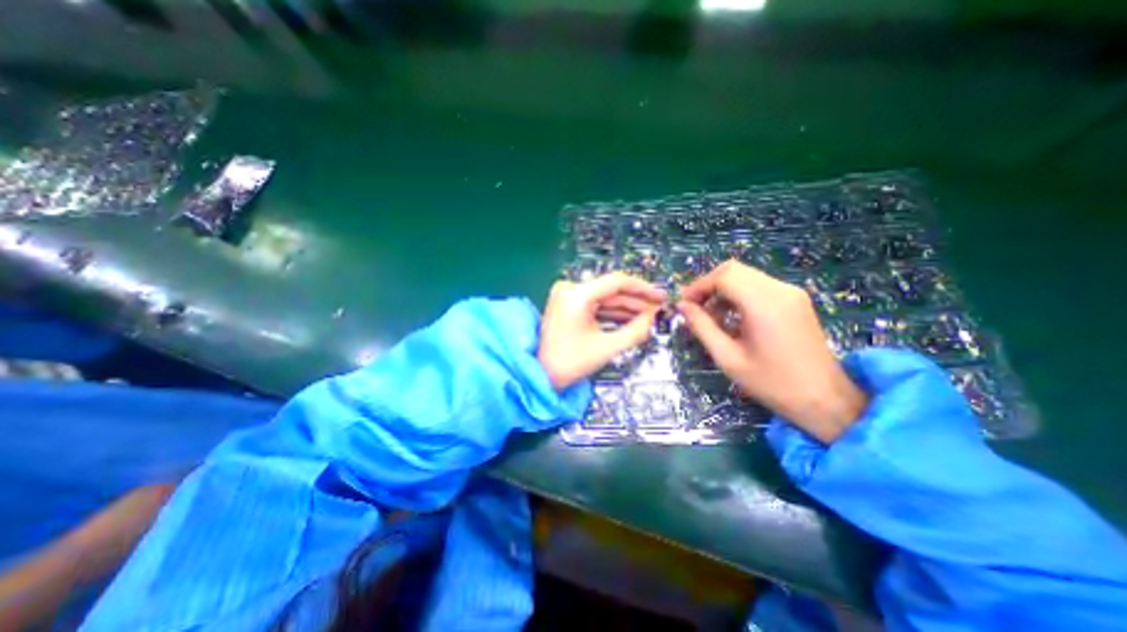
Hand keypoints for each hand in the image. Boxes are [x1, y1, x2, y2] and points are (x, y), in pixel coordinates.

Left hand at [539, 274, 666, 391]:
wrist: (542, 374)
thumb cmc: (570, 363)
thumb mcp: (607, 347)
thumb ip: (635, 331)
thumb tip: (652, 317)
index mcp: (576, 295)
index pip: (617, 282)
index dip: (643, 288)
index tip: (660, 296)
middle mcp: (570, 289)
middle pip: (611, 290)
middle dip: (636, 301)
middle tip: (657, 308)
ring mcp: (567, 296)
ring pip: (605, 298)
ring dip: (626, 307)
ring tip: (648, 316)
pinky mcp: (568, 304)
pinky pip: (595, 304)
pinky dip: (612, 312)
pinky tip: (630, 318)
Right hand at [672, 261, 865, 443]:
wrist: (825, 399)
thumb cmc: (772, 383)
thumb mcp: (728, 358)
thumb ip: (702, 327)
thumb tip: (682, 306)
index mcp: (764, 304)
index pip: (724, 276)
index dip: (699, 286)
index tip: (684, 304)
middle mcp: (780, 290)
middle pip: (734, 270)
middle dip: (709, 285)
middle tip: (695, 308)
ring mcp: (791, 293)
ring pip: (746, 275)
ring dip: (723, 289)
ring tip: (712, 316)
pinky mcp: (796, 299)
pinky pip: (759, 285)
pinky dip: (739, 294)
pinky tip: (733, 317)